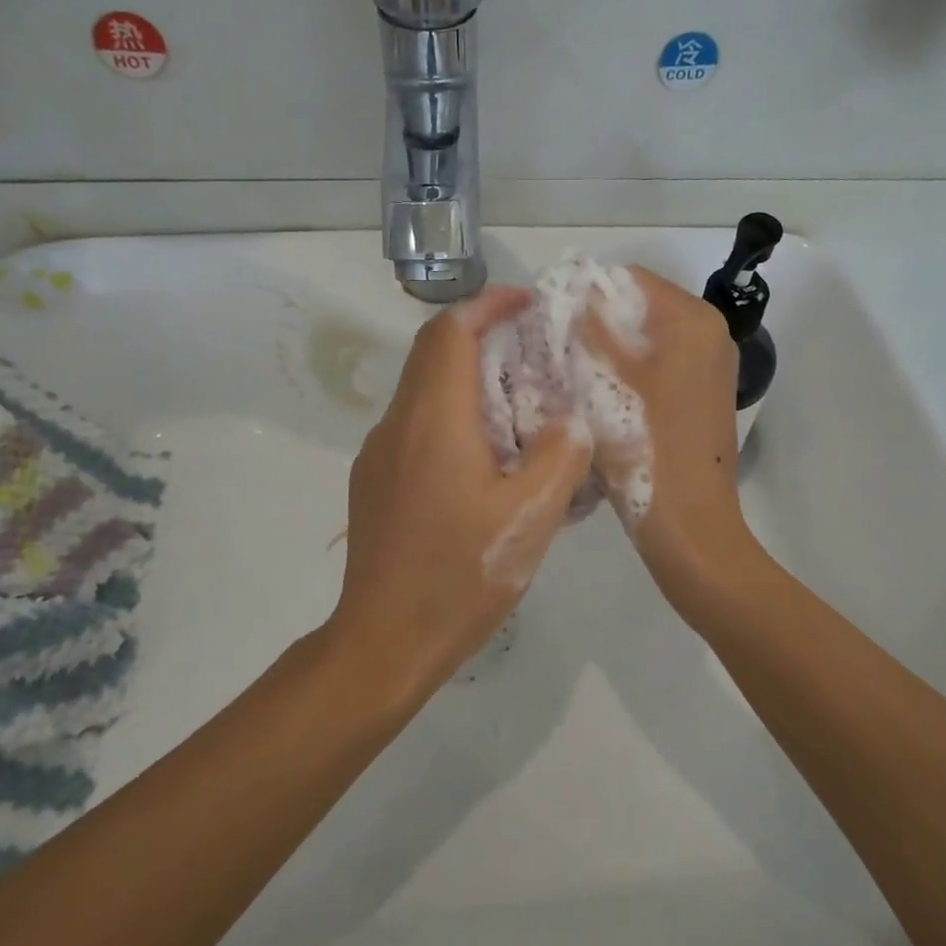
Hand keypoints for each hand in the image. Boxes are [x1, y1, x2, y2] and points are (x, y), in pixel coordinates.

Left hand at [331, 287, 591, 693]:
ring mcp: (379, 455)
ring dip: (468, 380)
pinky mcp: (374, 483)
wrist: (384, 641)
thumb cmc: (460, 575)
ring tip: (520, 406)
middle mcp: (398, 424)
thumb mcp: (531, 518)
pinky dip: (452, 417)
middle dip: (482, 338)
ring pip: (423, 392)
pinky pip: (415, 428)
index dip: (488, 305)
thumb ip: (561, 456)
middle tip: (534, 353)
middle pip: (433, 354)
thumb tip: (571, 422)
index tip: (528, 304)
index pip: (451, 331)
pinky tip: (485, 460)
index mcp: (433, 419)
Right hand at [579, 266, 755, 608]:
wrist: (689, 525)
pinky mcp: (699, 396)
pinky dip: (627, 372)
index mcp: (693, 322)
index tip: (550, 321)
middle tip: (554, 349)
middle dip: (597, 323)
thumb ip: (591, 327)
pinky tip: (596, 396)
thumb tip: (573, 291)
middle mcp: (709, 335)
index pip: (630, 280)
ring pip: (645, 341)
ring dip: (608, 350)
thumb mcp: (607, 381)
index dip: (587, 294)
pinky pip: (656, 367)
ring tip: (569, 372)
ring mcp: (708, 368)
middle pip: (639, 309)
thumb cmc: (647, 447)